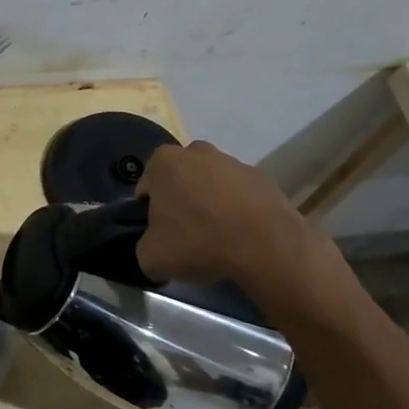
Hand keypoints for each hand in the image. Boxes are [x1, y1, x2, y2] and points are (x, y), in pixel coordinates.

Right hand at [135, 140, 313, 287]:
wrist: (264, 246)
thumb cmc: (198, 242)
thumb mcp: (151, 257)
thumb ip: (144, 248)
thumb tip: (153, 249)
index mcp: (164, 162)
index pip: (147, 185)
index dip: (150, 210)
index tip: (160, 232)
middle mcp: (197, 152)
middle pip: (181, 178)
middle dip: (181, 199)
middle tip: (187, 232)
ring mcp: (233, 162)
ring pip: (212, 182)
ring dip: (211, 202)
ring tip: (218, 236)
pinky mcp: (262, 177)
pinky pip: (241, 193)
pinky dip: (238, 208)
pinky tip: (241, 233)